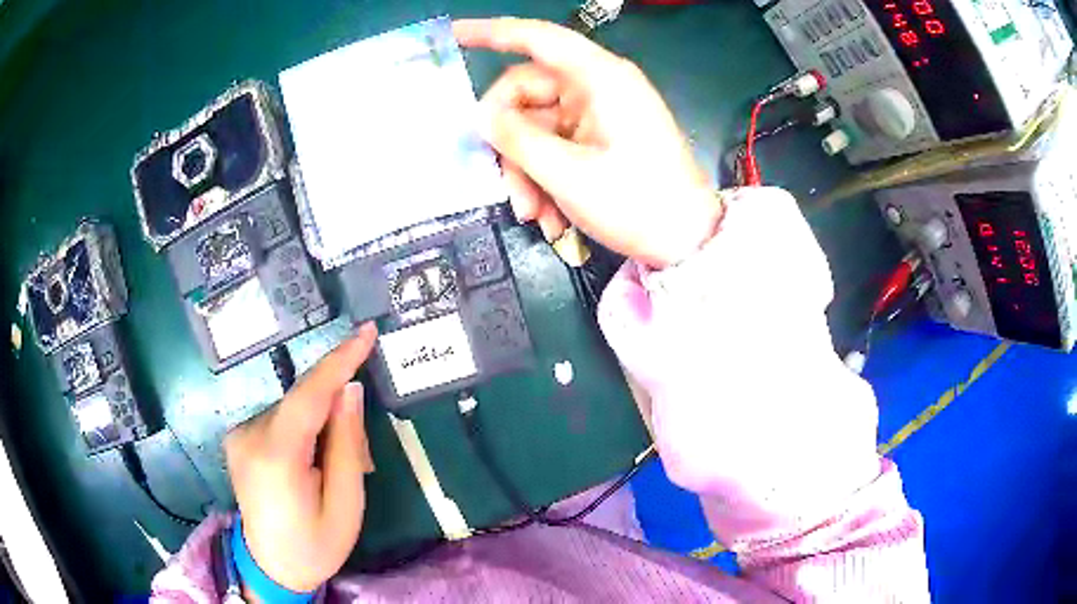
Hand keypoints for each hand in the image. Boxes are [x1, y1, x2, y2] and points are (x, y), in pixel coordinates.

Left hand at [224, 323, 377, 593]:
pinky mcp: (238, 436)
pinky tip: (309, 463)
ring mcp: (239, 434)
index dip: (339, 360)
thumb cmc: (315, 544)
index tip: (367, 331)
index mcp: (276, 458)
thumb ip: (347, 445)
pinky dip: (304, 429)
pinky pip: (281, 418)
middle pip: (303, 401)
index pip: (308, 395)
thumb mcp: (346, 504)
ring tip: (331, 469)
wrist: (271, 566)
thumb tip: (350, 390)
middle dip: (337, 412)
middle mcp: (249, 436)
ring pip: (294, 408)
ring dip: (320, 424)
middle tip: (359, 455)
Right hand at [455, 18, 722, 268]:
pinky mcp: (603, 138)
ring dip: (528, 173)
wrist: (689, 242)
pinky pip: (558, 147)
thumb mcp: (568, 175)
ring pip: (538, 128)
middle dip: (512, 146)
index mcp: (600, 78)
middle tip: (511, 194)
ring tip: (535, 216)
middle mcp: (599, 87)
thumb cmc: (637, 204)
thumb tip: (481, 115)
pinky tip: (553, 218)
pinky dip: (547, 179)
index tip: (453, 34)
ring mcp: (601, 114)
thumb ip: (516, 139)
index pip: (537, 39)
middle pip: (528, 95)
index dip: (491, 33)